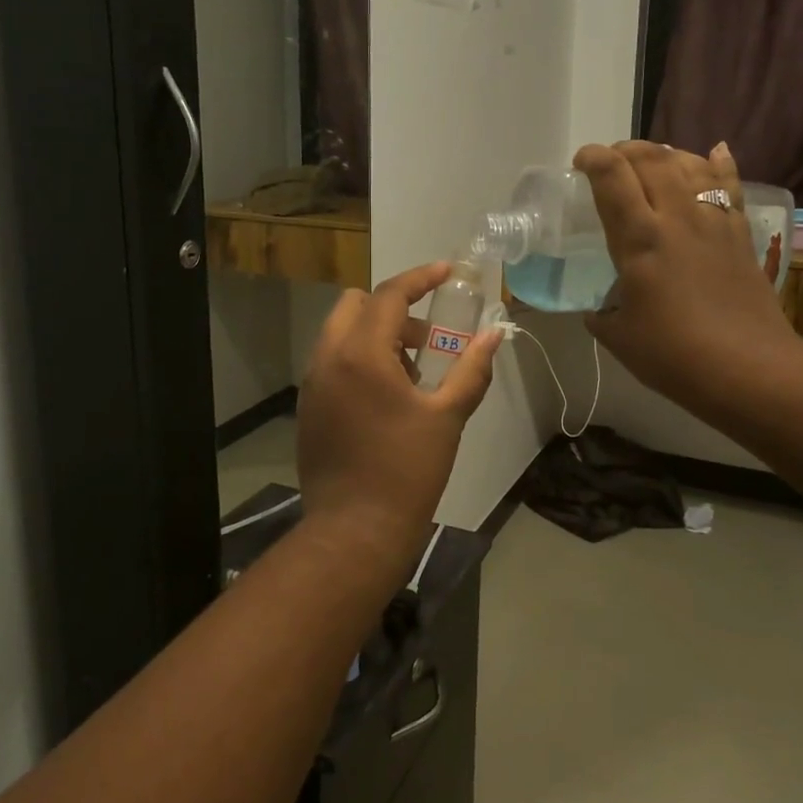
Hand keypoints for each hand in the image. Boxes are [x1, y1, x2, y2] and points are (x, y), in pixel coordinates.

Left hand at [297, 263, 501, 558]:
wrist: (355, 530)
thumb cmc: (407, 471)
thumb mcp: (447, 417)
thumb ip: (472, 369)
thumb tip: (494, 335)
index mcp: (362, 353)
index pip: (389, 295)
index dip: (421, 277)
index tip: (446, 272)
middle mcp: (328, 358)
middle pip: (355, 304)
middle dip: (393, 308)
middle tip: (427, 337)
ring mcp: (312, 382)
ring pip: (341, 332)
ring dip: (376, 333)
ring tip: (412, 372)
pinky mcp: (307, 406)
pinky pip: (332, 361)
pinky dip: (359, 358)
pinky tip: (386, 397)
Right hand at [575, 141, 800, 412]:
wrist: (748, 368)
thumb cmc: (674, 355)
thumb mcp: (619, 337)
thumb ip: (603, 316)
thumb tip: (598, 312)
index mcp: (639, 239)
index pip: (612, 178)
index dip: (594, 158)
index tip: (581, 161)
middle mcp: (677, 218)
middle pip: (652, 159)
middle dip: (626, 150)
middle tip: (612, 161)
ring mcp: (713, 222)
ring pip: (690, 165)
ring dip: (666, 154)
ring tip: (651, 160)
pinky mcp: (740, 234)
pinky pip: (730, 186)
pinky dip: (719, 165)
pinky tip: (715, 152)